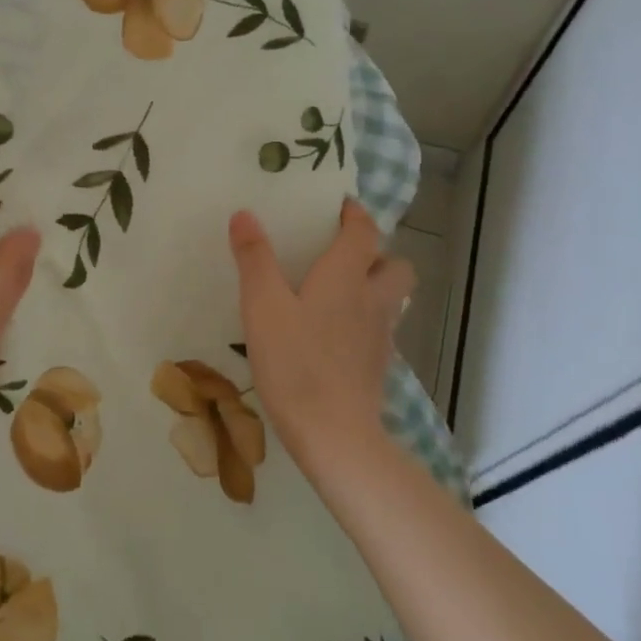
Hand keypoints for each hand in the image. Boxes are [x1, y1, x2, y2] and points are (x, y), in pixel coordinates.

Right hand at [228, 199, 413, 482]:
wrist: (334, 434)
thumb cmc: (295, 361)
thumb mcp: (262, 306)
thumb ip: (254, 258)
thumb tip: (244, 214)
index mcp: (346, 276)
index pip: (364, 231)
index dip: (355, 214)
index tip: (339, 206)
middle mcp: (372, 299)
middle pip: (395, 265)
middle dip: (377, 253)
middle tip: (342, 255)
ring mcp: (380, 336)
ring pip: (392, 299)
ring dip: (375, 287)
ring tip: (340, 293)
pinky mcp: (378, 367)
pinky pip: (380, 330)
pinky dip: (366, 322)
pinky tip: (336, 336)